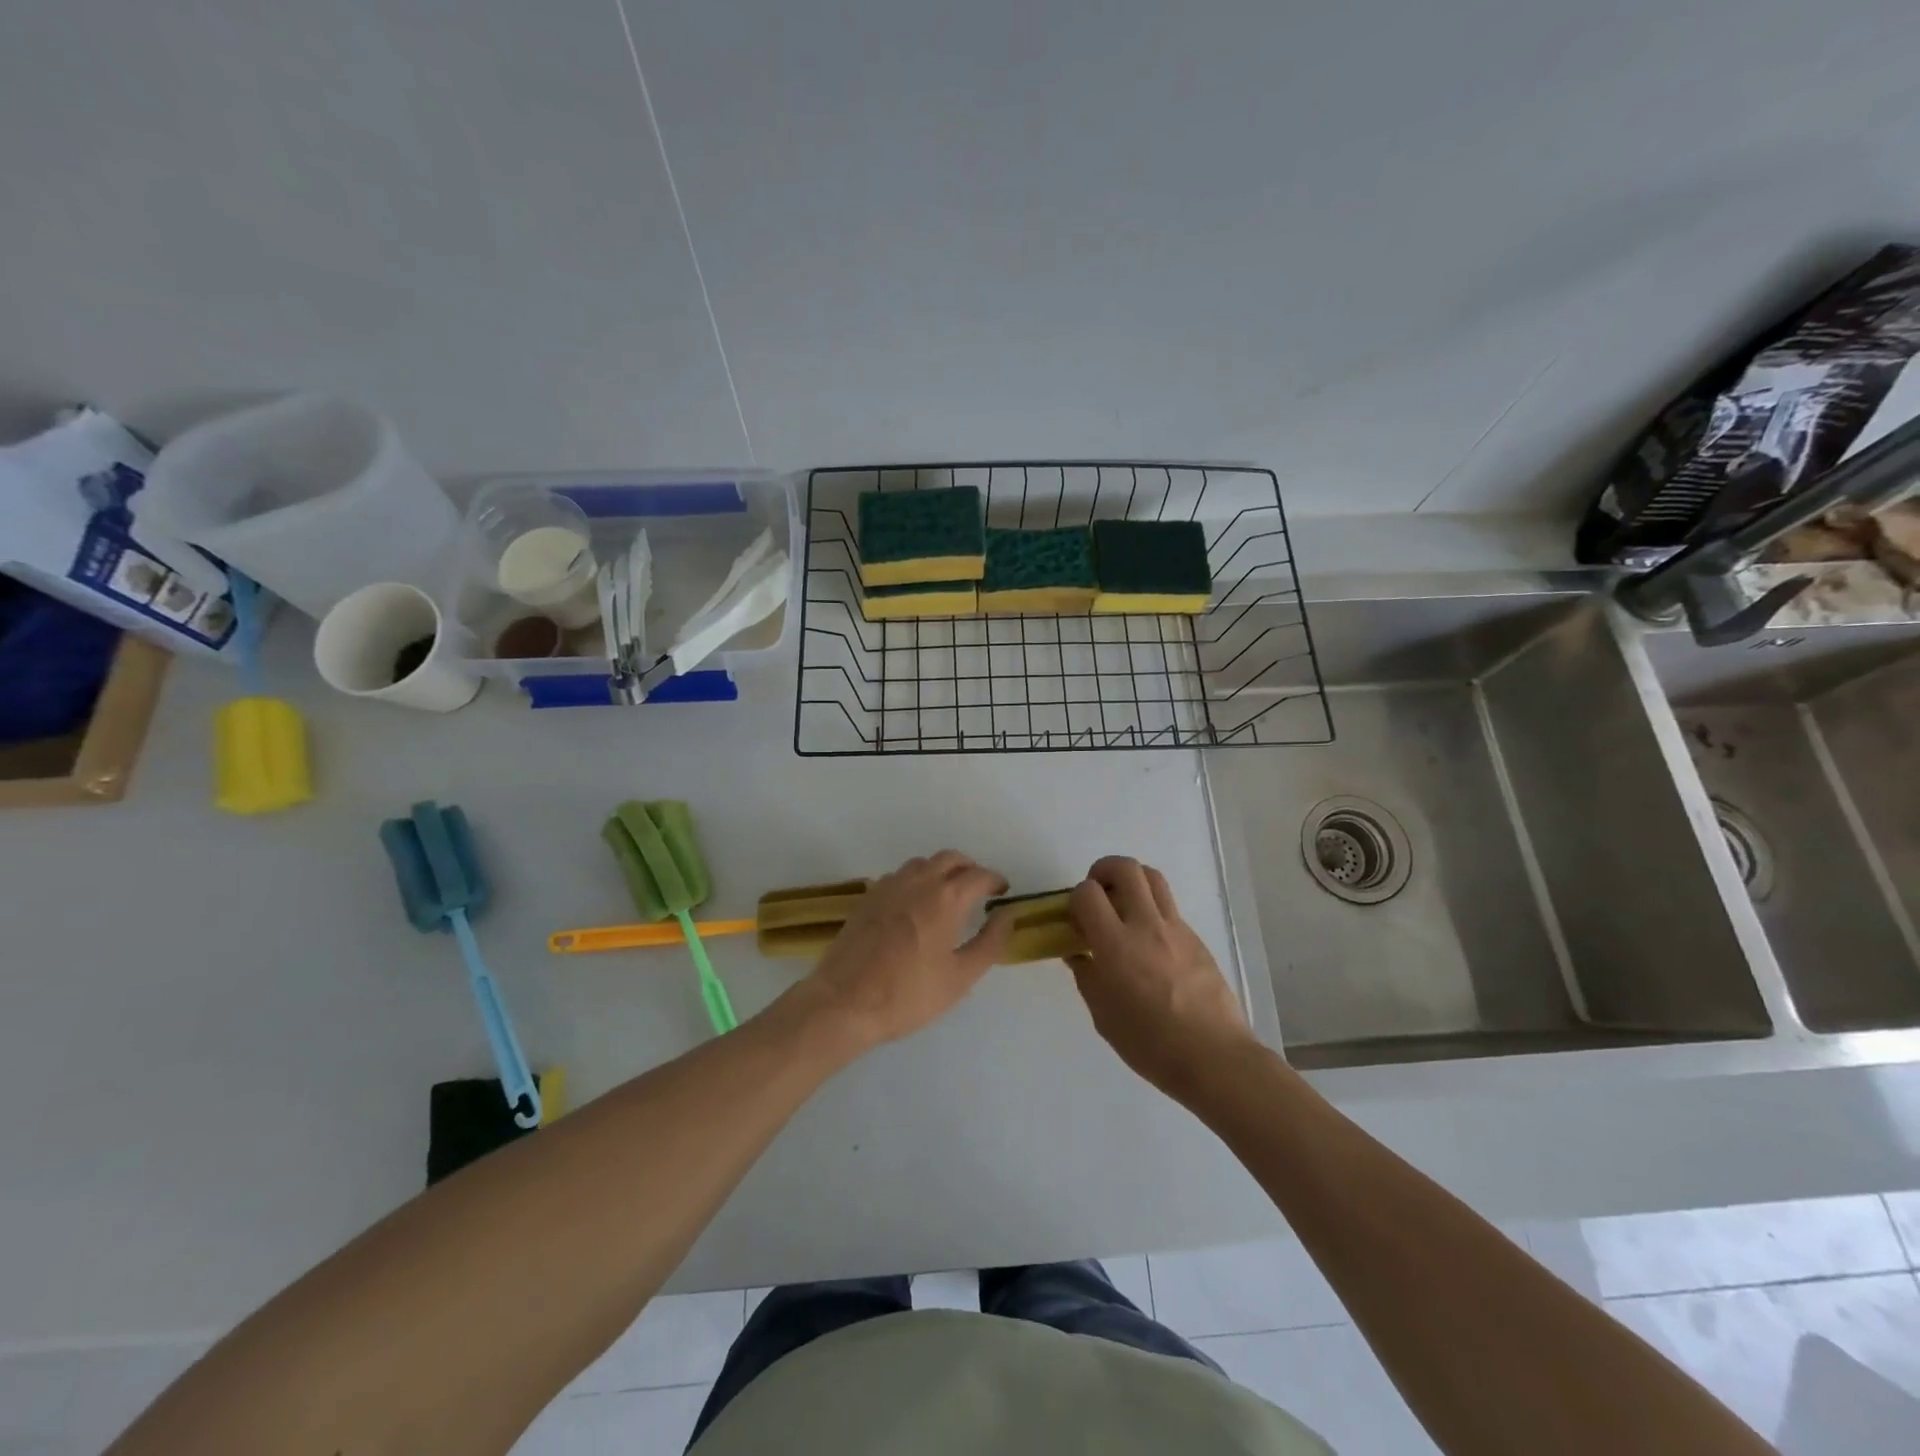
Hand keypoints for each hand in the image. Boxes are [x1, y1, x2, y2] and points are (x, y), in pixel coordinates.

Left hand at [800, 851, 1014, 1050]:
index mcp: (946, 898)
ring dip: (941, 870)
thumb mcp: (961, 977)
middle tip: (978, 890)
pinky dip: (916, 880)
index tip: (1002, 892)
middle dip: (969, 868)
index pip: (979, 875)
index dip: (995, 881)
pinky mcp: (868, 897)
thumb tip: (1007, 915)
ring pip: (922, 863)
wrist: (844, 1001)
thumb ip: (990, 942)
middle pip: (950, 858)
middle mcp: (919, 881)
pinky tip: (914, 906)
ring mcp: (889, 886)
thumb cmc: (908, 994)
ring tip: (947, 896)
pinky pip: (899, 876)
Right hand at [1067, 856, 1255, 1099]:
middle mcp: (1146, 925)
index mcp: (1116, 945)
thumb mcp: (1104, 1016)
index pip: (1087, 893)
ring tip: (1122, 905)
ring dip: (1131, 880)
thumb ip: (1088, 977)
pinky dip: (1151, 908)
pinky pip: (1169, 906)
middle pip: (1125, 868)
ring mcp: (1175, 928)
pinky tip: (1148, 942)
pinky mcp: (1195, 938)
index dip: (1075, 899)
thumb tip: (1079, 954)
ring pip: (1152, 877)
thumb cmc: (1151, 1044)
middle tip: (1097, 894)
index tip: (1075, 921)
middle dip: (1103, 871)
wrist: (1214, 1057)